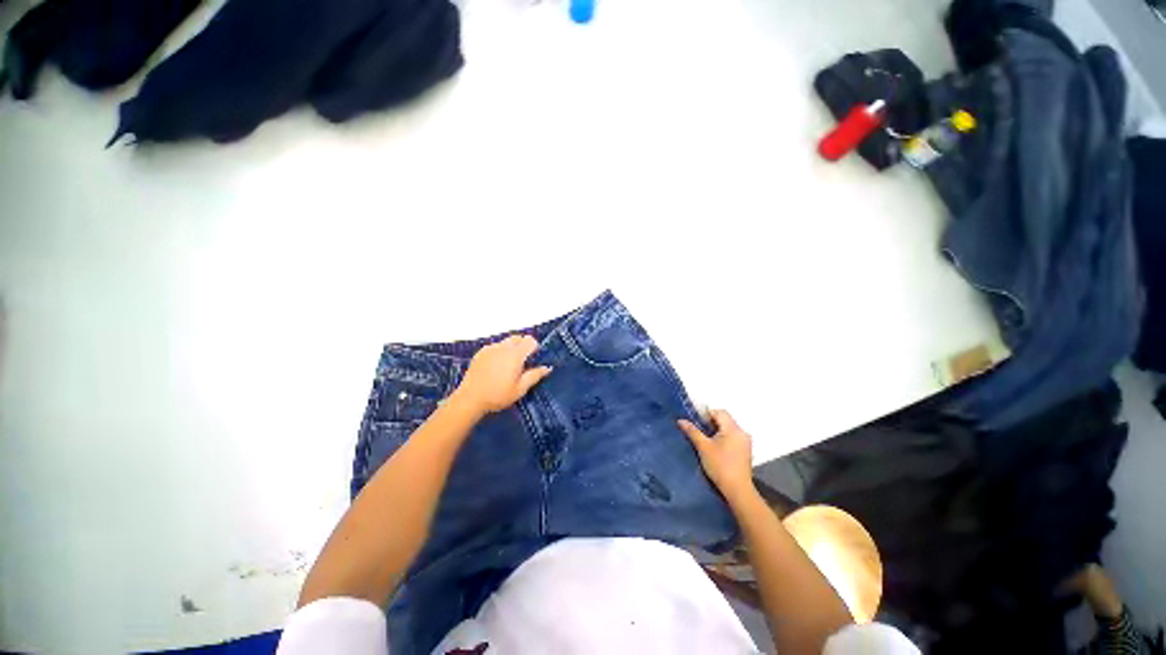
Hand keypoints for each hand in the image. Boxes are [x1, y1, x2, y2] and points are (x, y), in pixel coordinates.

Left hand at [453, 335, 551, 415]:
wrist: (470, 399)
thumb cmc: (498, 395)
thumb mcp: (520, 389)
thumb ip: (535, 376)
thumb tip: (547, 367)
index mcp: (515, 355)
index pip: (530, 340)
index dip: (534, 347)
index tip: (533, 359)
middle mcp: (503, 347)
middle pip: (518, 338)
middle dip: (523, 345)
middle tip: (522, 362)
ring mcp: (490, 348)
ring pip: (506, 341)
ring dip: (511, 348)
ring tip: (508, 365)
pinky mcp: (480, 353)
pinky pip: (495, 346)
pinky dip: (499, 352)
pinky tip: (495, 367)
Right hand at [678, 410, 754, 501]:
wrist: (737, 490)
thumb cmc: (720, 466)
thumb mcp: (703, 447)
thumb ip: (692, 431)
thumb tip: (680, 420)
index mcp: (733, 428)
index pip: (719, 412)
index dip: (706, 414)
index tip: (696, 423)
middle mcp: (742, 432)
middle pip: (724, 419)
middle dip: (711, 422)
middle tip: (699, 431)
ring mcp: (745, 442)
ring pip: (728, 428)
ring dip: (716, 430)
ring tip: (705, 440)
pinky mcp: (745, 450)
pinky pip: (732, 437)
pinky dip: (723, 437)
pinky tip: (715, 448)